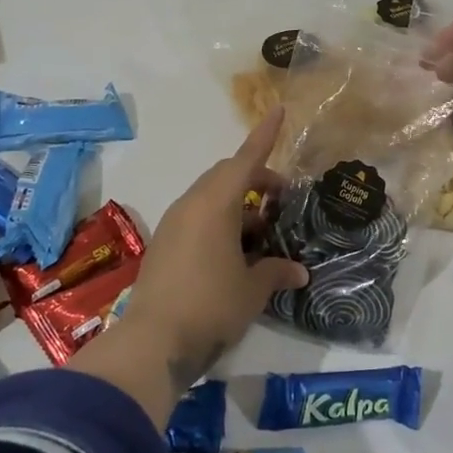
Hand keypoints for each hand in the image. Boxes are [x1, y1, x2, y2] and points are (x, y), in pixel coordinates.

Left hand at [66, 110, 307, 422]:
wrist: (154, 342)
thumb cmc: (211, 305)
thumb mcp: (252, 289)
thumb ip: (276, 272)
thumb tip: (298, 271)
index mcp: (215, 203)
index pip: (245, 159)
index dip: (265, 135)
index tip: (279, 110)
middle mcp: (191, 205)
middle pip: (227, 176)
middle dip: (257, 181)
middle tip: (282, 201)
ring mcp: (174, 224)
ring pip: (211, 199)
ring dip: (239, 207)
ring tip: (264, 234)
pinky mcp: (164, 245)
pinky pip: (198, 219)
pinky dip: (221, 224)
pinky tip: (237, 254)